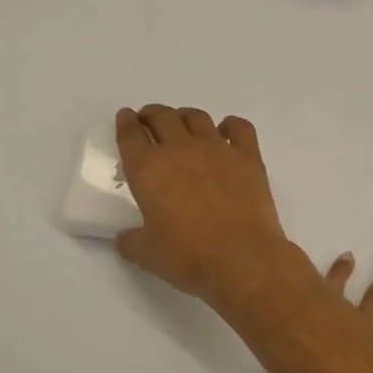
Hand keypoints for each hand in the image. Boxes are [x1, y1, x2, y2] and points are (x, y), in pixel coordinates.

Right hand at [113, 106, 298, 307]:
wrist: (242, 258)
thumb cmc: (188, 257)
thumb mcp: (147, 255)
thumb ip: (131, 241)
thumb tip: (125, 238)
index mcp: (148, 170)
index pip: (130, 135)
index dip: (125, 123)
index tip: (125, 118)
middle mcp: (180, 149)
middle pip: (162, 117)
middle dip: (151, 114)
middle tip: (149, 121)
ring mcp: (217, 149)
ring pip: (197, 117)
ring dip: (185, 116)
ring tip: (182, 125)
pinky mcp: (248, 157)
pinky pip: (239, 127)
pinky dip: (230, 125)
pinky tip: (226, 133)